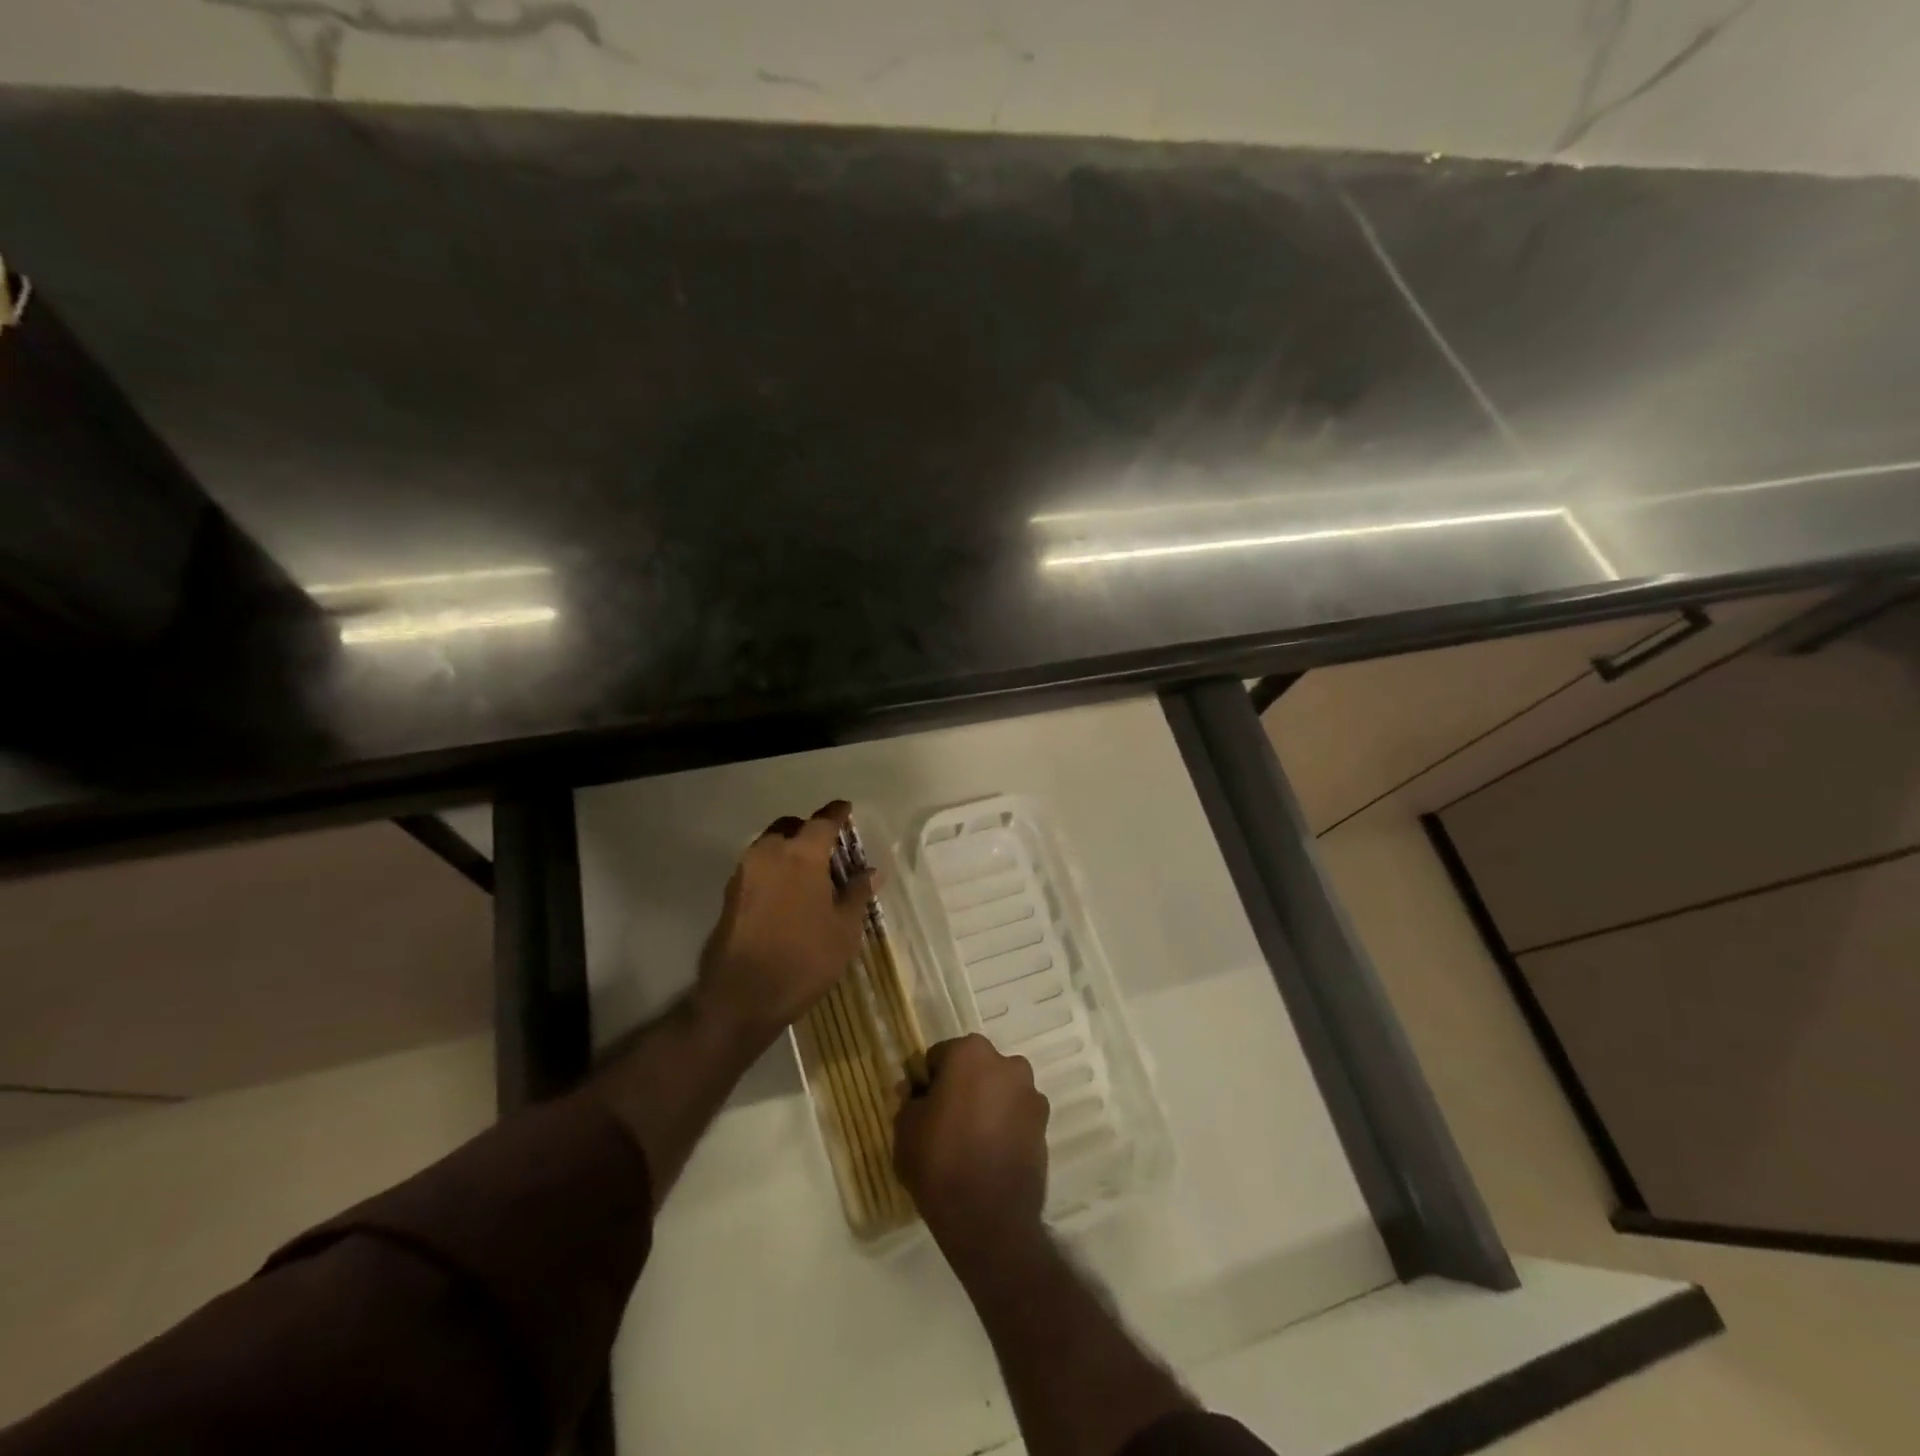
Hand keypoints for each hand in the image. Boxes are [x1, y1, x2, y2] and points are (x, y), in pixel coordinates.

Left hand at [696, 801, 873, 1049]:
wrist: (741, 997)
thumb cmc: (803, 959)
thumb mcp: (844, 929)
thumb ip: (857, 894)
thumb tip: (871, 872)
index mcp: (801, 854)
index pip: (823, 821)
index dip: (837, 814)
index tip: (847, 810)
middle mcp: (769, 853)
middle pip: (790, 827)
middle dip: (809, 831)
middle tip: (829, 850)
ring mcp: (744, 873)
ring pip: (770, 846)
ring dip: (789, 851)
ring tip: (810, 877)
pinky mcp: (729, 895)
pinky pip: (757, 869)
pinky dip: (774, 871)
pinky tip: (788, 896)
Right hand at [895, 1035, 1049, 1263]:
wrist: (989, 1220)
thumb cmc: (940, 1162)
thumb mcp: (905, 1129)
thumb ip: (908, 1101)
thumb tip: (914, 1092)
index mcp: (971, 1053)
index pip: (940, 1056)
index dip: (928, 1082)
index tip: (921, 1108)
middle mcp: (1007, 1064)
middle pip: (974, 1070)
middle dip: (961, 1089)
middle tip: (943, 1126)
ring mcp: (1031, 1095)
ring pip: (998, 1093)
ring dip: (986, 1107)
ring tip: (969, 1145)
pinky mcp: (1044, 1127)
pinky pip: (1016, 1118)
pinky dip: (1004, 1128)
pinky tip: (989, 1157)